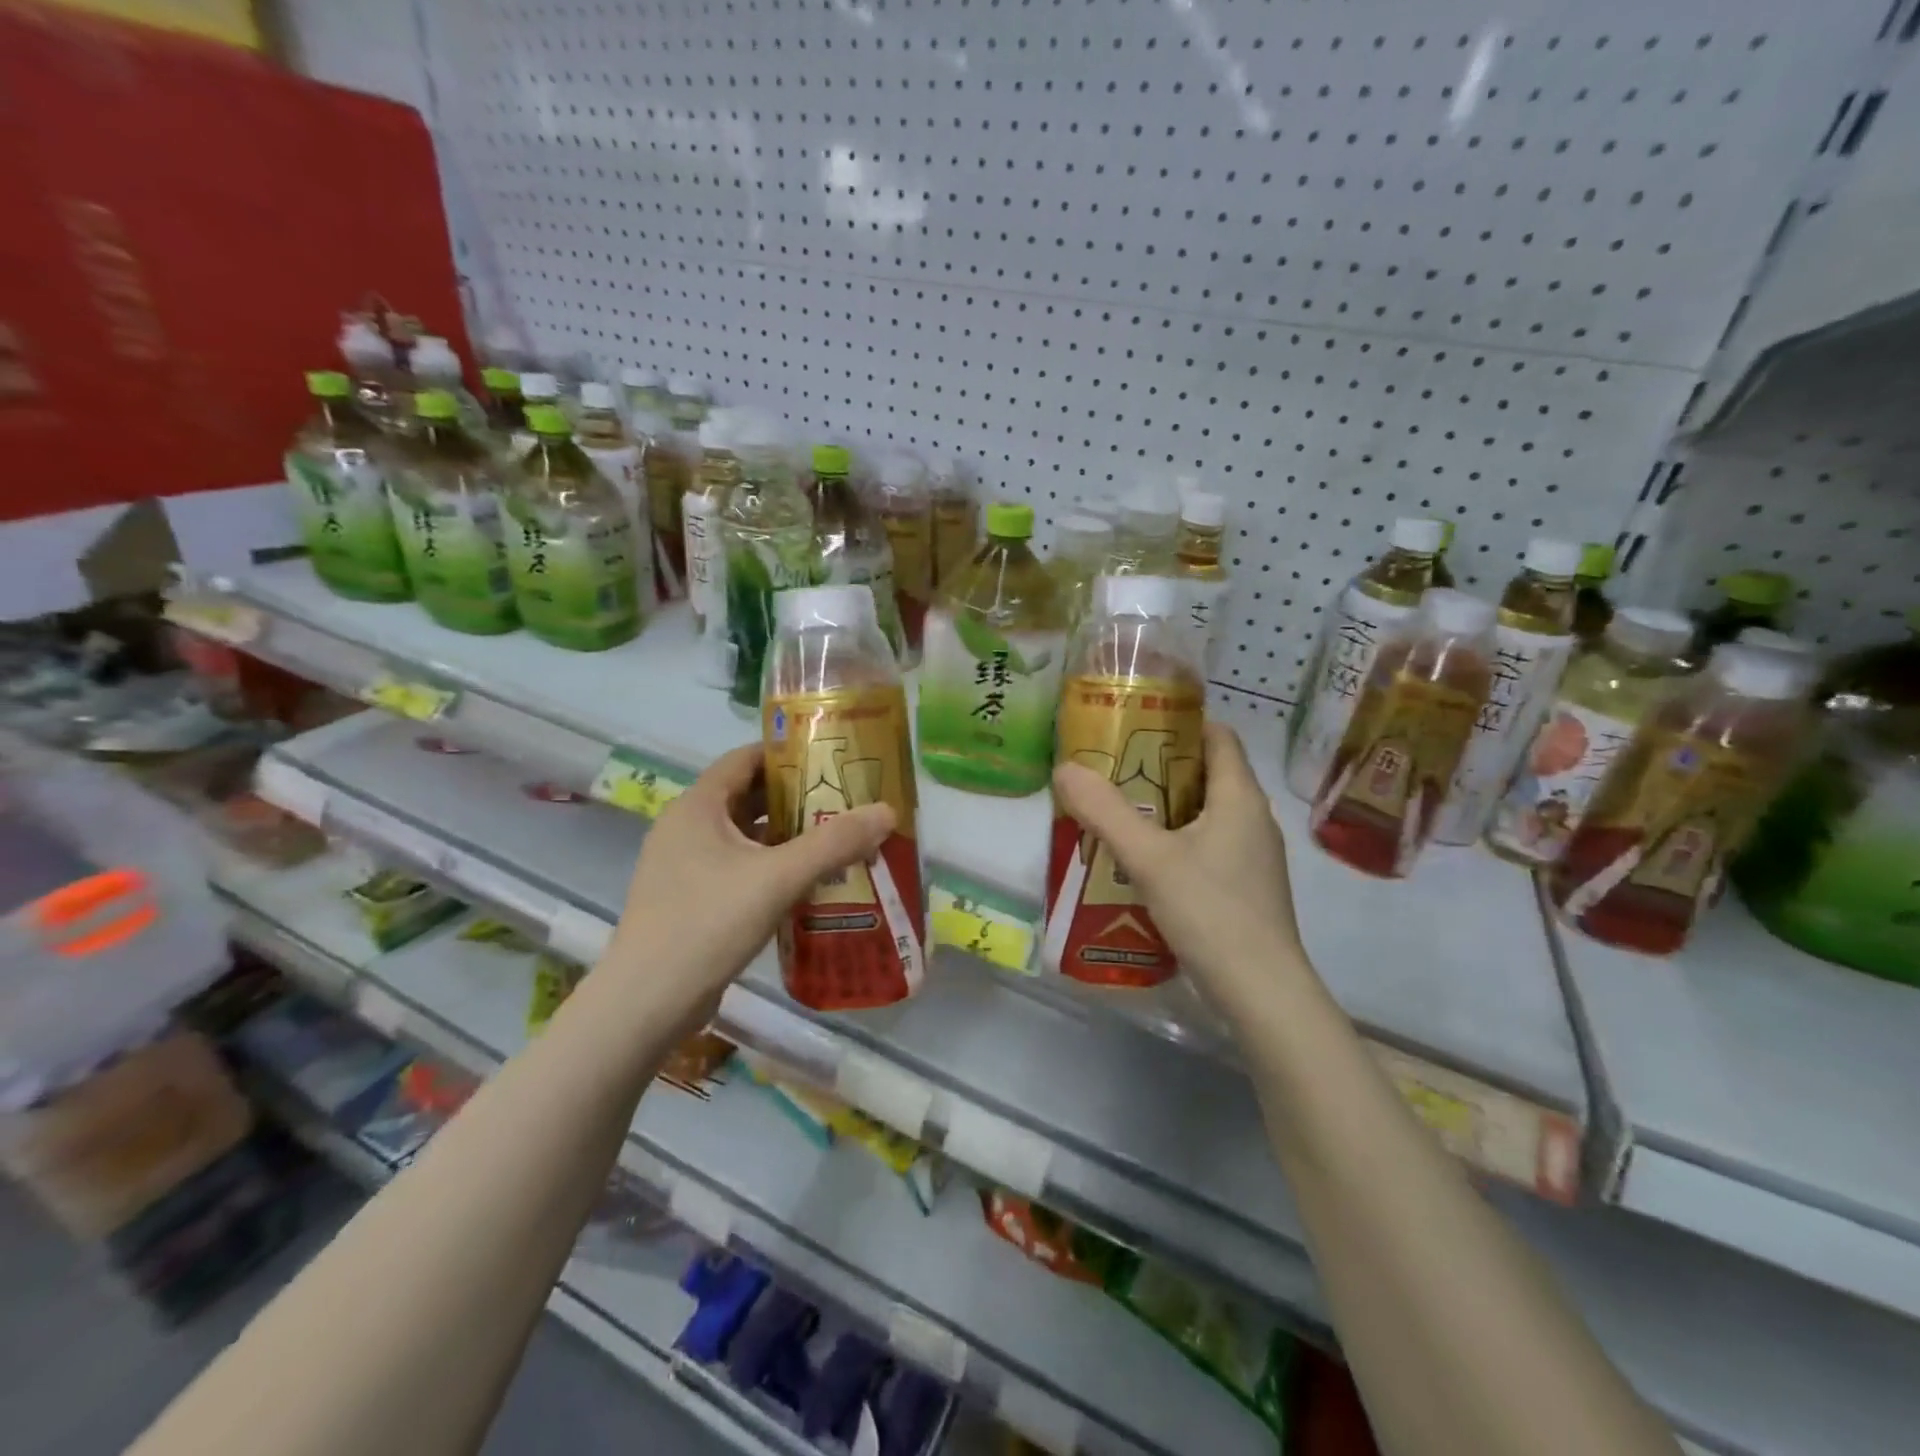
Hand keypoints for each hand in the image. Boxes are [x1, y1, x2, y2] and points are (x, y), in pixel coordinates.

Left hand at [606, 744, 894, 1006]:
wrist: (646, 1003)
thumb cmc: (707, 924)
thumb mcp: (778, 878)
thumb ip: (834, 842)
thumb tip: (887, 811)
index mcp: (697, 806)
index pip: (745, 758)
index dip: (787, 754)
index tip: (831, 759)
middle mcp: (686, 827)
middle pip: (747, 795)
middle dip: (796, 797)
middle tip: (845, 800)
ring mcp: (684, 865)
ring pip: (744, 835)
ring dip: (786, 834)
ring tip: (836, 837)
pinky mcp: (690, 898)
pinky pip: (738, 866)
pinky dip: (771, 865)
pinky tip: (807, 882)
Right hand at [1052, 724, 1304, 1002]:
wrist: (1262, 992)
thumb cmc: (1211, 912)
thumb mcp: (1150, 858)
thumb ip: (1105, 812)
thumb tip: (1065, 768)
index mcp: (1241, 797)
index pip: (1218, 736)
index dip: (1180, 723)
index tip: (1134, 724)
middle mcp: (1253, 819)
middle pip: (1207, 773)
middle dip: (1159, 767)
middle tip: (1111, 768)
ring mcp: (1253, 856)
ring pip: (1205, 813)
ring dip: (1164, 807)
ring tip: (1117, 811)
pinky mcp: (1245, 887)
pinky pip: (1207, 845)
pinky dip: (1175, 840)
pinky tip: (1141, 861)